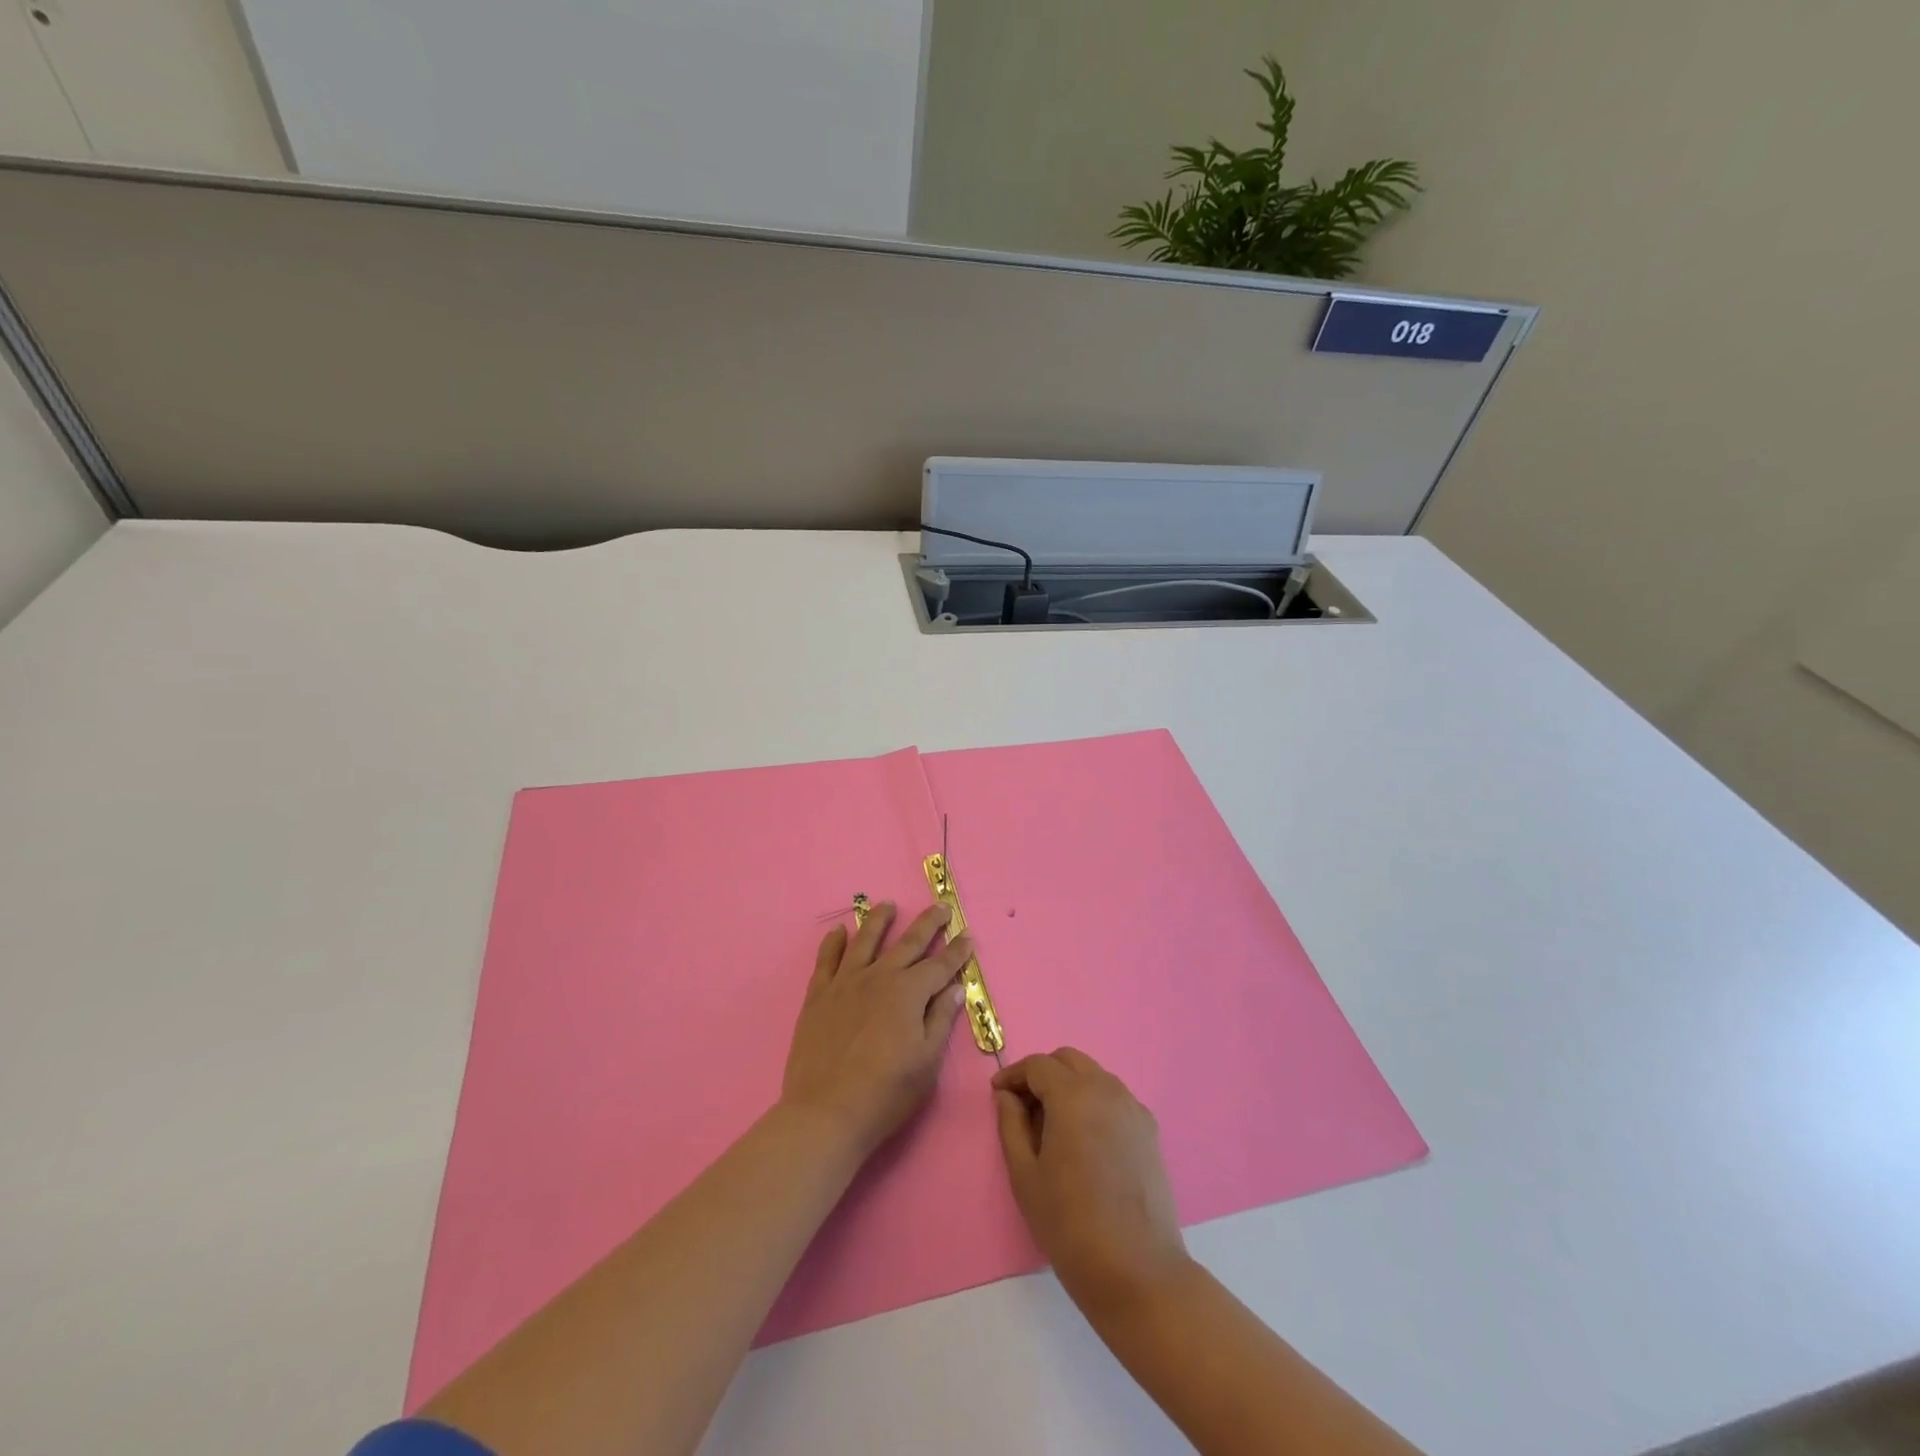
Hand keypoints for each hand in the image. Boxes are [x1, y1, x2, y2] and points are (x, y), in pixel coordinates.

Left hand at [780, 901, 971, 1160]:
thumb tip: (956, 987)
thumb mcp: (927, 1061)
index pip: (940, 965)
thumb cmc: (886, 1093)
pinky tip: (839, 932)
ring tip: (888, 905)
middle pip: (907, 943)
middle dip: (928, 924)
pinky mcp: (818, 996)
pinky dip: (833, 943)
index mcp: (908, 993)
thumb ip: (941, 1019)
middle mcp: (879, 977)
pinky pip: (826, 960)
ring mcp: (845, 983)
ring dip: (879, 920)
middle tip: (940, 907)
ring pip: (865, 940)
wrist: (826, 1113)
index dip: (956, 951)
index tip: (967, 935)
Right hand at [993, 1048, 1190, 1316]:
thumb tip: (1007, 1096)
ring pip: (1094, 1076)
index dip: (1013, 1074)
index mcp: (1073, 1095)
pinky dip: (1094, 1102)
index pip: (1038, 1065)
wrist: (1137, 1270)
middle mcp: (1106, 1089)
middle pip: (1068, 1060)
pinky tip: (1084, 1139)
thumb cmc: (1070, 1223)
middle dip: (1042, 1073)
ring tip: (1052, 1124)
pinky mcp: (1149, 1130)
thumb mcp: (1025, 1175)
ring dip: (1069, 1085)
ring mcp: (1132, 1108)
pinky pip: (1114, 1098)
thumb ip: (1011, 1125)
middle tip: (1023, 1106)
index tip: (997, 1094)